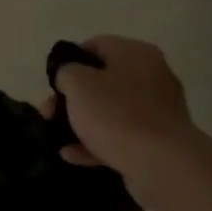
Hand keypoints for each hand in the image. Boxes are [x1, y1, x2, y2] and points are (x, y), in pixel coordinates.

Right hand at [47, 36, 195, 202]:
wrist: (162, 165)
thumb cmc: (115, 114)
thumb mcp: (77, 83)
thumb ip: (65, 72)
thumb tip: (70, 77)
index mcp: (135, 54)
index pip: (96, 45)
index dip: (69, 61)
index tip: (52, 81)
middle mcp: (152, 77)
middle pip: (102, 80)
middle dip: (71, 97)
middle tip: (49, 112)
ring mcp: (158, 111)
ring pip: (110, 110)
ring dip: (81, 121)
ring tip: (57, 135)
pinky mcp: (158, 142)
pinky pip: (121, 135)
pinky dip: (97, 142)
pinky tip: (72, 154)